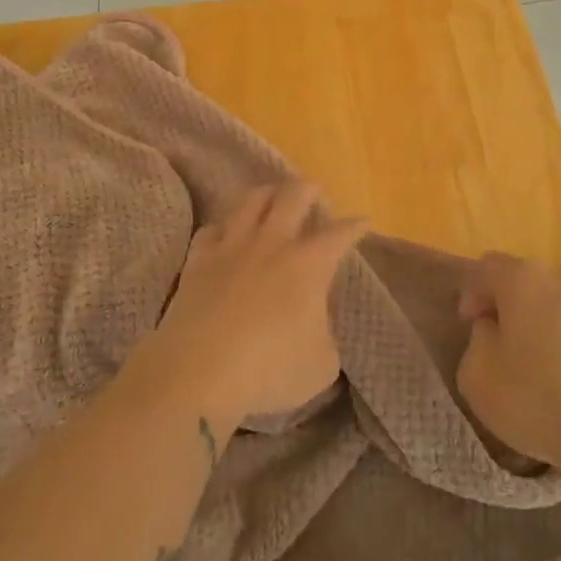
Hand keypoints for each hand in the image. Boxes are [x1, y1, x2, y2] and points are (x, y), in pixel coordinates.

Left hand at [146, 182, 366, 428]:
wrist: (197, 371)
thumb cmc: (268, 370)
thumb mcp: (320, 364)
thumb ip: (325, 334)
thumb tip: (314, 322)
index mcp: (309, 264)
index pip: (339, 233)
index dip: (355, 226)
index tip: (362, 222)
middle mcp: (272, 243)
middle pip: (294, 195)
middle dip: (310, 189)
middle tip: (316, 193)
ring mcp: (232, 246)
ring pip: (251, 200)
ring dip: (268, 194)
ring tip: (273, 197)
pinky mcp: (198, 259)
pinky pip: (212, 229)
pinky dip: (224, 228)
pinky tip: (226, 234)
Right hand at [455, 254, 560, 473]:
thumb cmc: (535, 400)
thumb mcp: (476, 375)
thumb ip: (477, 339)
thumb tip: (492, 328)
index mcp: (523, 279)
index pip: (486, 267)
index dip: (471, 294)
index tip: (470, 326)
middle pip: (526, 281)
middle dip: (509, 306)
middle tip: (500, 344)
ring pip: (558, 303)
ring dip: (543, 322)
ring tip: (539, 363)